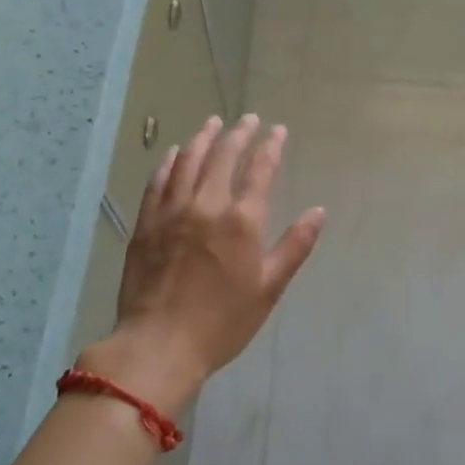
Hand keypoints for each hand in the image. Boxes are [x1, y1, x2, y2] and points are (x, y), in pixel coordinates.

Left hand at [79, 114, 323, 414]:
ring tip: (213, 123)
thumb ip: (294, 246)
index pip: (260, 170)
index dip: (270, 146)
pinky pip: (158, 182)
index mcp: (242, 221)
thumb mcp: (269, 288)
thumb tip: (318, 212)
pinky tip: (175, 154)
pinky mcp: (146, 224)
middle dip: (238, 134)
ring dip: (203, 138)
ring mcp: (172, 212)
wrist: (159, 345)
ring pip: (189, 162)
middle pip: (223, 157)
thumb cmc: (223, 322)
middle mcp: (206, 205)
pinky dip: (169, 162)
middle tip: (248, 119)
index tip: (278, 130)